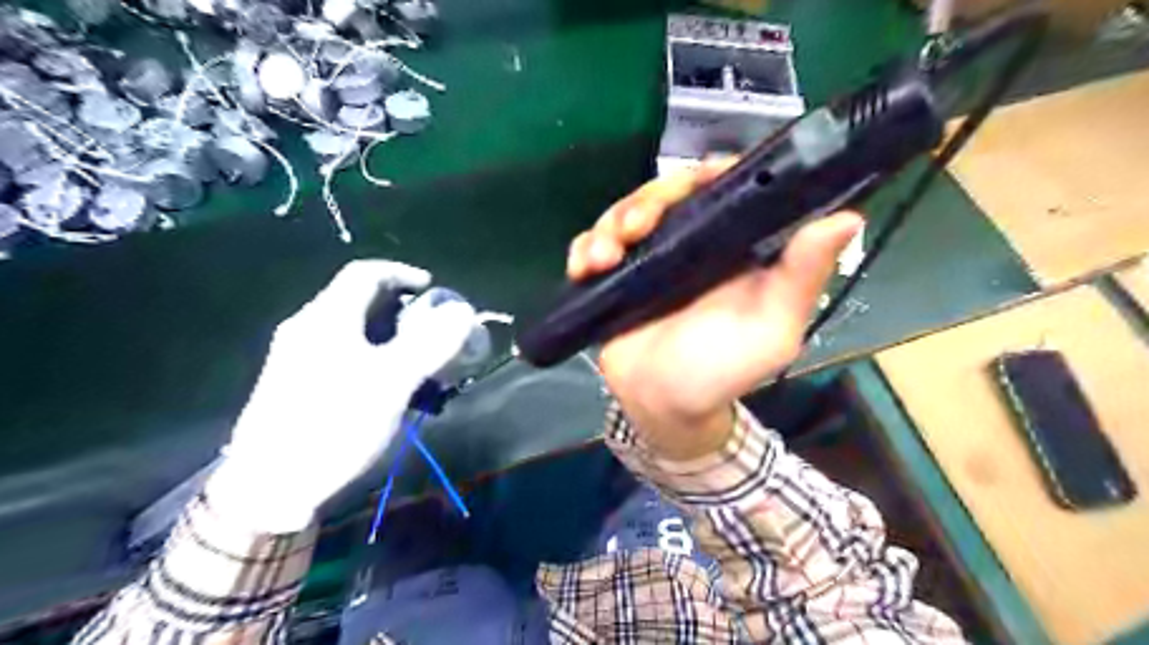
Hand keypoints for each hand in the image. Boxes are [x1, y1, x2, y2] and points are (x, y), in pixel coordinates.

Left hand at [207, 259, 475, 531]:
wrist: (269, 488)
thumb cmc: (334, 426)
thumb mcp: (391, 383)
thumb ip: (429, 344)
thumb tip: (463, 310)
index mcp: (327, 318)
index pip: (366, 273)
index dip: (403, 273)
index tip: (433, 289)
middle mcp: (308, 329)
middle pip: (360, 301)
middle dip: (403, 310)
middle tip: (434, 330)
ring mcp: (298, 357)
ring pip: (354, 331)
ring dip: (392, 336)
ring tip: (420, 361)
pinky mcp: (297, 385)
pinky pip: (344, 355)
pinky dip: (375, 357)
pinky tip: (390, 387)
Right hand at [565, 163, 860, 460]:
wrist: (663, 407)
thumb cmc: (722, 371)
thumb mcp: (772, 329)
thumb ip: (802, 277)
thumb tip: (849, 218)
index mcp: (735, 245)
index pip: (725, 187)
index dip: (710, 172)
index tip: (694, 180)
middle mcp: (692, 241)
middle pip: (667, 193)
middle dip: (647, 202)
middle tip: (634, 228)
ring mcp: (650, 256)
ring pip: (626, 213)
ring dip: (610, 225)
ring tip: (603, 257)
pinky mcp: (616, 274)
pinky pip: (594, 244)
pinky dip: (584, 247)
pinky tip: (584, 266)